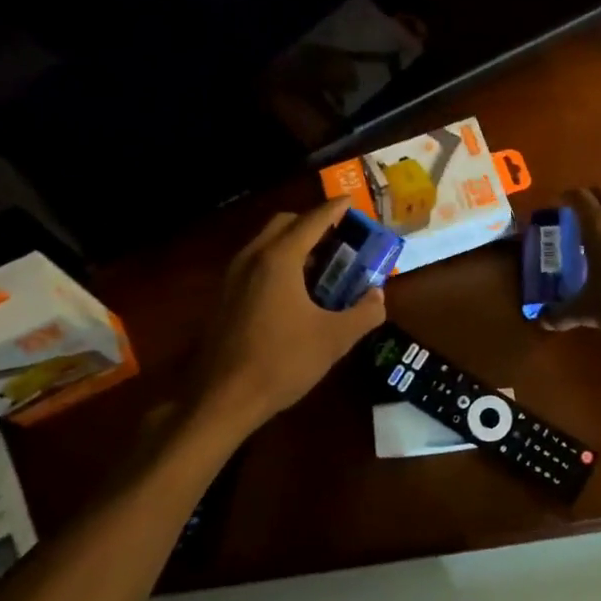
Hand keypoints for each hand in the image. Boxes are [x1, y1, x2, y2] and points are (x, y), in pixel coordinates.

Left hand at [189, 200, 386, 428]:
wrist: (222, 399)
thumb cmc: (282, 362)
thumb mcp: (334, 339)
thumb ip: (364, 312)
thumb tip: (378, 296)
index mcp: (279, 259)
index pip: (313, 220)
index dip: (336, 209)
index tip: (352, 202)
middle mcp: (252, 258)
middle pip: (285, 224)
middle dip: (313, 223)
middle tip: (340, 237)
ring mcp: (233, 277)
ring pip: (267, 243)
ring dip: (295, 243)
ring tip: (323, 263)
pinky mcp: (224, 297)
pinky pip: (256, 263)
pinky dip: (279, 262)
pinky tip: (296, 291)